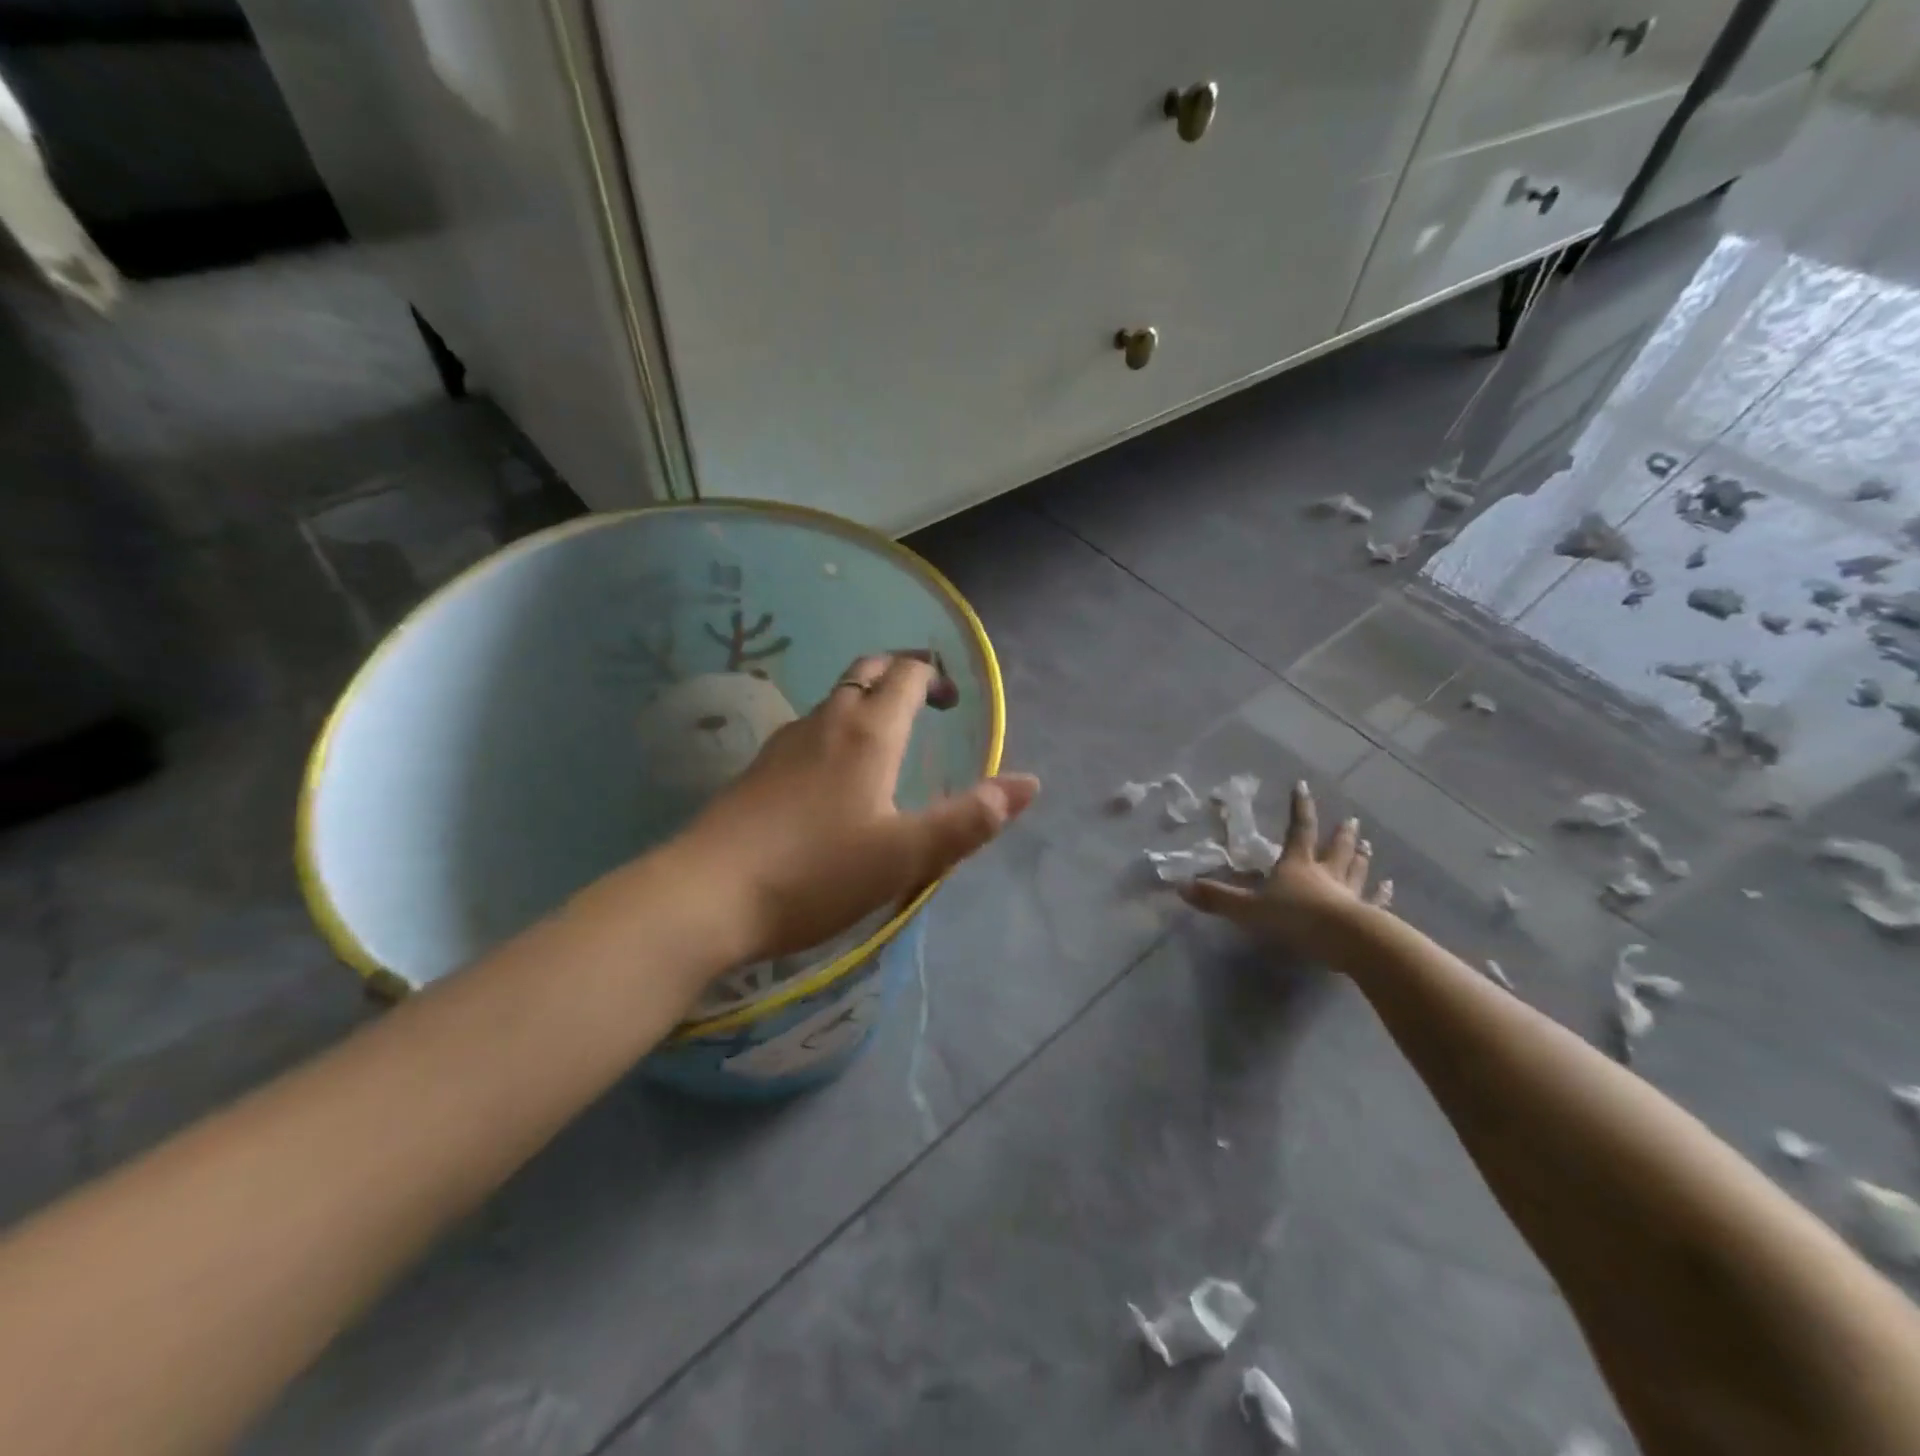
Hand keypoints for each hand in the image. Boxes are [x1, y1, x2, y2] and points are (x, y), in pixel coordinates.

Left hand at [674, 652, 1039, 965]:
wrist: (707, 896)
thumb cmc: (817, 873)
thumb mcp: (907, 855)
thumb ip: (970, 819)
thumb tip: (1029, 783)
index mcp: (868, 732)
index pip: (906, 675)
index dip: (934, 676)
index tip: (951, 702)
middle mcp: (826, 722)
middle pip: (866, 672)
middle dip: (898, 676)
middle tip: (923, 705)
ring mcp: (785, 743)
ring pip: (833, 701)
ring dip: (864, 704)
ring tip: (885, 743)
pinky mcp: (757, 770)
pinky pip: (808, 731)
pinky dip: (834, 732)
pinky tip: (832, 778)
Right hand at [1180, 780, 1391, 961]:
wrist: (1344, 940)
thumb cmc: (1295, 918)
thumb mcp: (1248, 908)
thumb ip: (1217, 898)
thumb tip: (1180, 887)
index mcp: (1297, 864)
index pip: (1298, 829)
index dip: (1299, 808)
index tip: (1303, 785)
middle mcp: (1325, 873)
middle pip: (1334, 848)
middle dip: (1340, 834)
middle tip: (1352, 820)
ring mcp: (1349, 894)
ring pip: (1356, 869)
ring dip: (1360, 856)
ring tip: (1368, 845)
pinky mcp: (1366, 916)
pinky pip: (1375, 900)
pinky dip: (1383, 893)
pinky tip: (1390, 887)